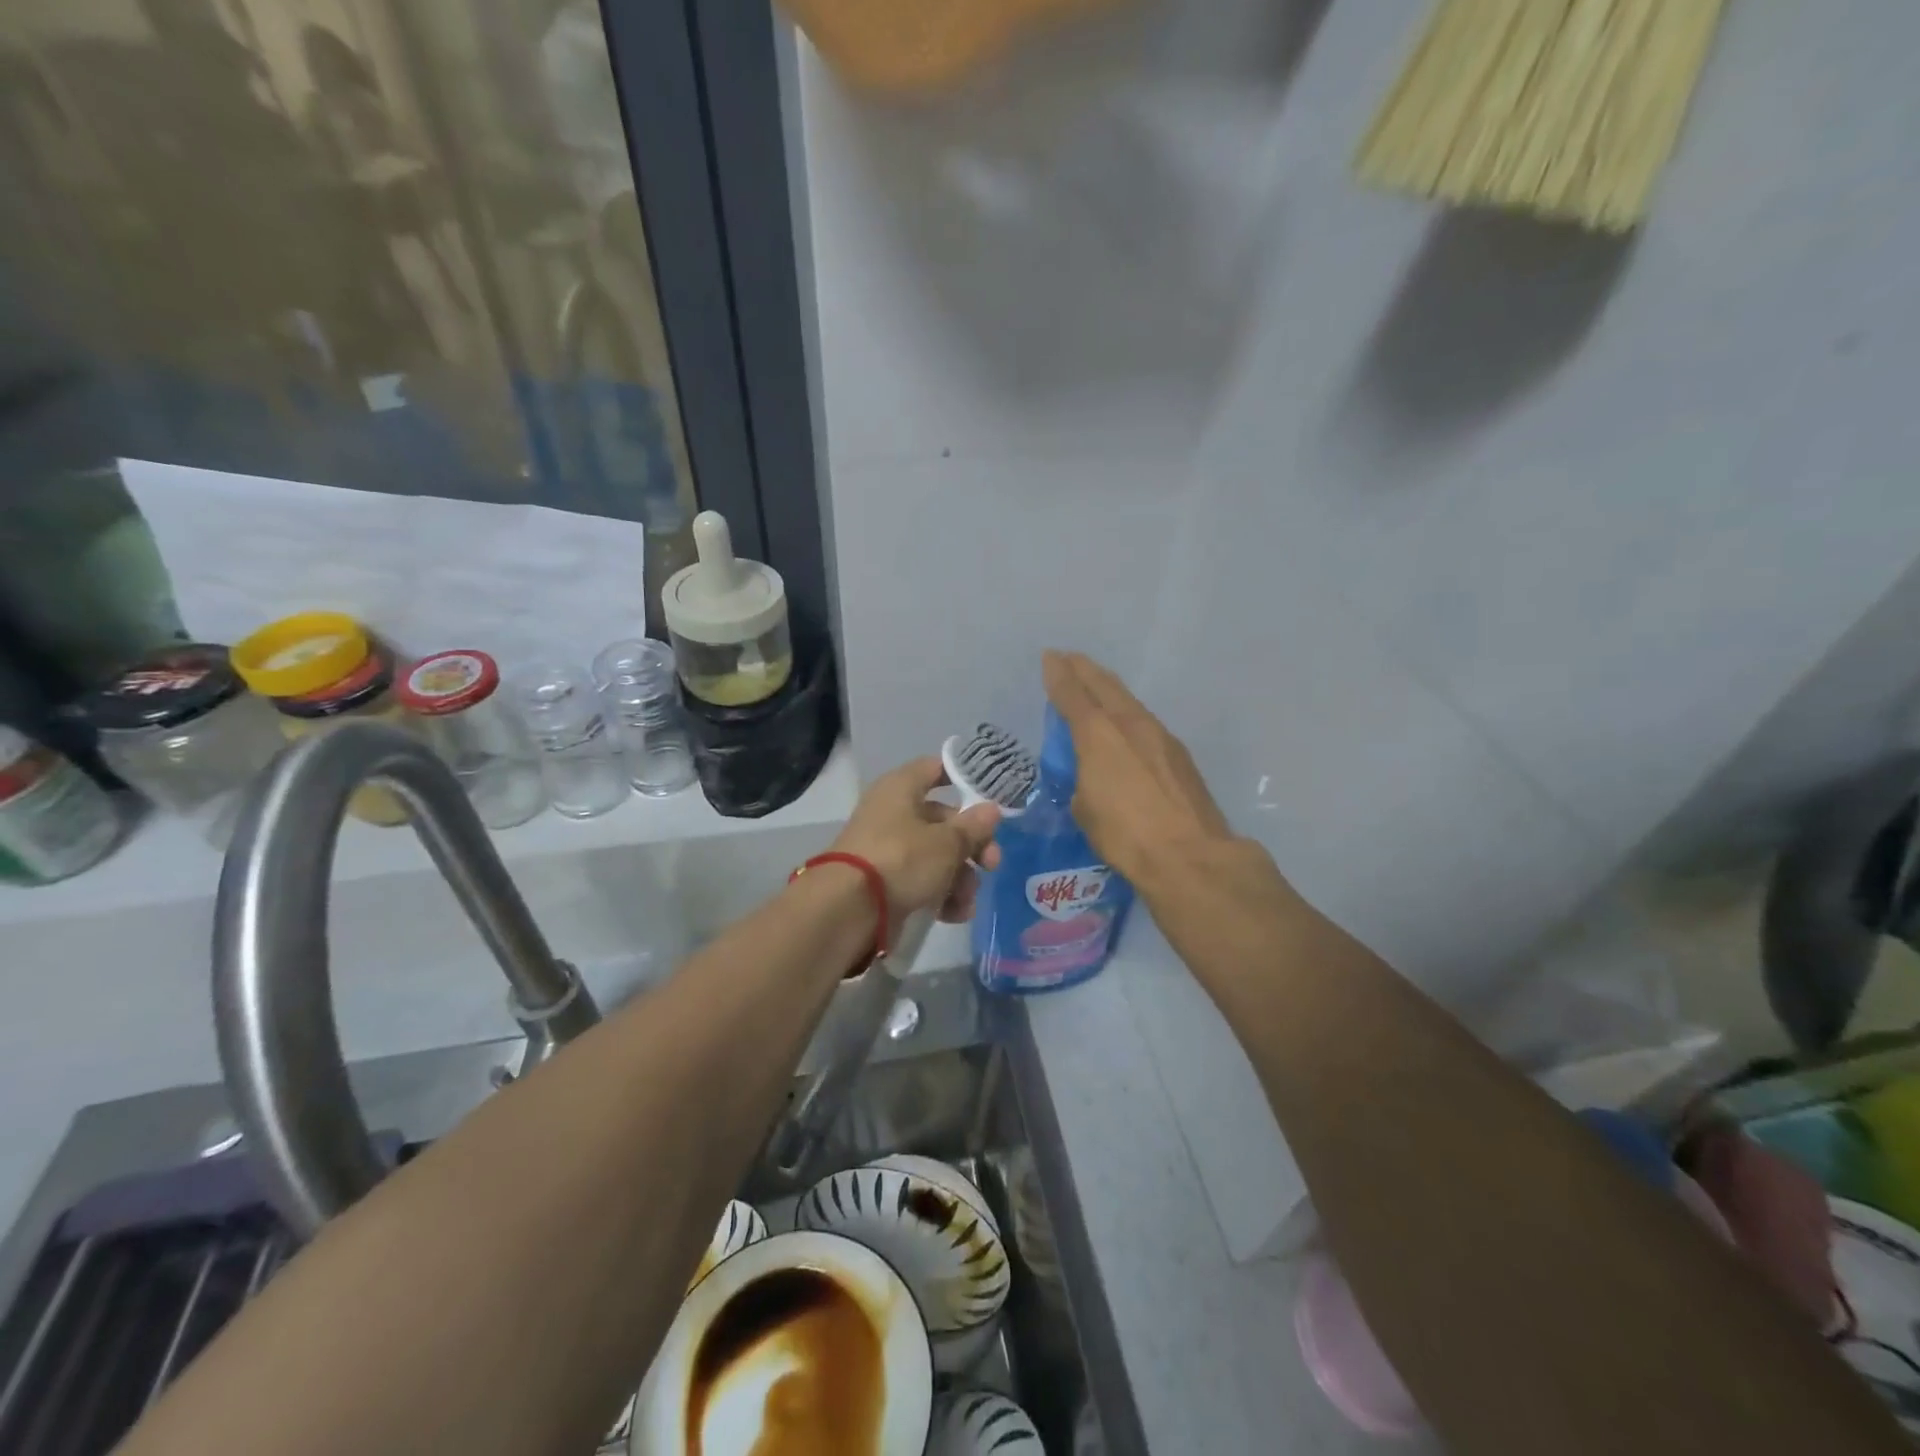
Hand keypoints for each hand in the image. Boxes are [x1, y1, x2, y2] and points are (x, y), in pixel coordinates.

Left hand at [830, 758, 1001, 929]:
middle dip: (971, 845)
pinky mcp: (883, 881)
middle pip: (942, 820)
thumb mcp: (946, 843)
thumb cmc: (901, 859)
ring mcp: (886, 849)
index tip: (988, 799)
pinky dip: (938, 895)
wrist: (847, 910)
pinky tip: (953, 915)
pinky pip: (919, 881)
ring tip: (966, 902)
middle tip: (991, 864)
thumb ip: (973, 827)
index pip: (935, 769)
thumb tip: (991, 810)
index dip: (963, 778)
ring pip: (934, 855)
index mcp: (901, 788)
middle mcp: (892, 813)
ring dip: (958, 878)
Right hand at [1043, 650, 1233, 888]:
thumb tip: (1089, 778)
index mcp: (1098, 735)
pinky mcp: (1179, 754)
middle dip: (1084, 669)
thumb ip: (1082, 782)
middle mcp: (1130, 724)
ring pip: (1129, 700)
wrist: (1190, 855)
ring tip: (1096, 687)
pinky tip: (1126, 726)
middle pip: (1104, 685)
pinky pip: (1145, 722)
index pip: (1072, 694)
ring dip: (1109, 690)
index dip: (1058, 674)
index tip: (1050, 657)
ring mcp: (1160, 736)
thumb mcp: (1085, 810)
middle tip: (1070, 659)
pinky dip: (1128, 714)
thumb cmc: (1125, 835)